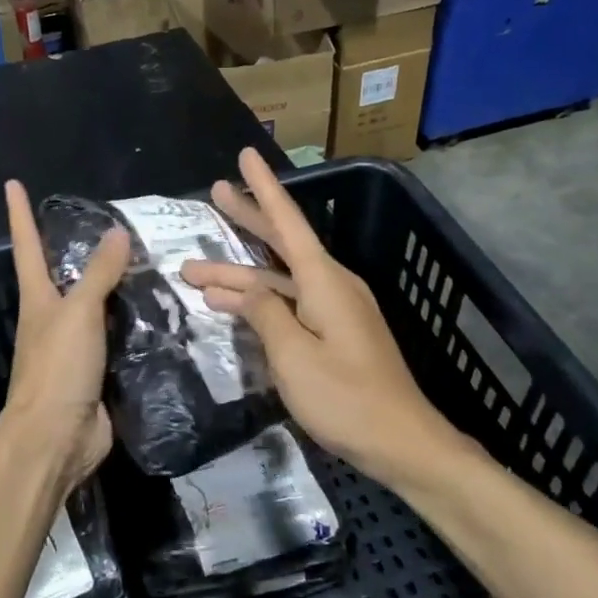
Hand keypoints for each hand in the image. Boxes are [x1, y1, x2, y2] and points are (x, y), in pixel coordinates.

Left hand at [0, 180, 130, 495]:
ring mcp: (73, 348)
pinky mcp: (97, 373)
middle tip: (111, 224)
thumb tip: (116, 232)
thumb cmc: (57, 369)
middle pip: (62, 275)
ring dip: (115, 288)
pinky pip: (118, 339)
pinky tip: (159, 315)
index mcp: (37, 299)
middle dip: (77, 250)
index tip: (12, 184)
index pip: (27, 246)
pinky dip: (134, 324)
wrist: (57, 439)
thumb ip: (99, 274)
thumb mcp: (78, 313)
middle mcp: (52, 319)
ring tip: (149, 263)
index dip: (20, 214)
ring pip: (96, 307)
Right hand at [181, 149, 465, 489]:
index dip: (263, 188)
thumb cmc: (346, 398)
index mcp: (325, 281)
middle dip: (247, 219)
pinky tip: (233, 307)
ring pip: (281, 279)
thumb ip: (263, 315)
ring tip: (195, 273)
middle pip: (283, 242)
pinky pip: (291, 302)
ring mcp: (336, 310)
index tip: (245, 155)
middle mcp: (332, 285)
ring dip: (241, 275)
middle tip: (214, 194)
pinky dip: (261, 300)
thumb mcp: (294, 356)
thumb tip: (238, 289)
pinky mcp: (336, 333)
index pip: (287, 222)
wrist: (402, 442)